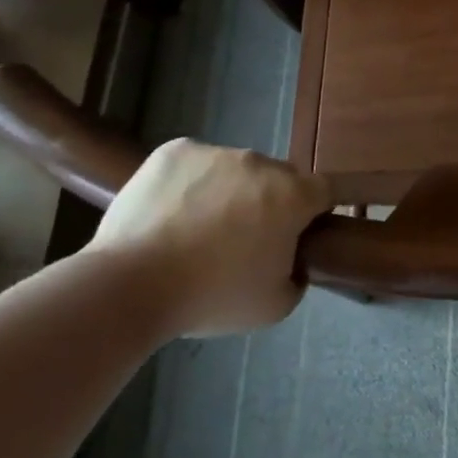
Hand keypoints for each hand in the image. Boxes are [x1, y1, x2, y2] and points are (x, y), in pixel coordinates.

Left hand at [89, 139, 333, 336]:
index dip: (320, 208)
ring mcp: (217, 152)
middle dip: (270, 202)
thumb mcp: (274, 307)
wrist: (130, 286)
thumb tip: (291, 262)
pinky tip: (171, 213)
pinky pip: (195, 163)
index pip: (328, 189)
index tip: (305, 228)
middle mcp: (261, 163)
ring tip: (196, 229)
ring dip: (228, 192)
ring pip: (235, 170)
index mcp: (293, 196)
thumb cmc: (211, 297)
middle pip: (279, 178)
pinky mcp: (176, 151)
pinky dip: (190, 182)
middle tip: (243, 239)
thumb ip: (296, 277)